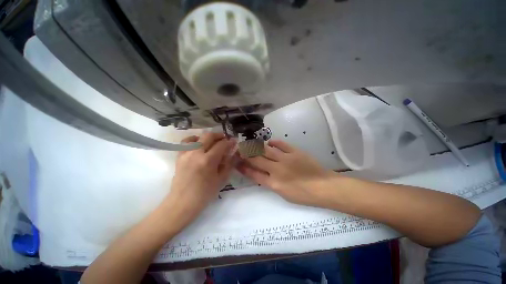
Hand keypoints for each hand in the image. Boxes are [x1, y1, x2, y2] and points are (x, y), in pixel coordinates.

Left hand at [163, 133, 235, 227]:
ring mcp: (186, 153)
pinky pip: (186, 142)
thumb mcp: (221, 179)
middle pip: (209, 136)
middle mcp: (196, 153)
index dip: (229, 142)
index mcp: (208, 160)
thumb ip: (228, 164)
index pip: (221, 145)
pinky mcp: (179, 156)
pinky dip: (194, 140)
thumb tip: (232, 153)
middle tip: (225, 138)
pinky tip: (198, 143)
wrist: (182, 202)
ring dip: (208, 137)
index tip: (234, 141)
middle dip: (219, 135)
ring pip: (198, 137)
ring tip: (213, 141)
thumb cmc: (205, 193)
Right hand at [237, 140, 334, 206]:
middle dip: (246, 155)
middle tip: (240, 150)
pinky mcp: (295, 152)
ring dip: (257, 147)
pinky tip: (270, 142)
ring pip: (266, 150)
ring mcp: (286, 159)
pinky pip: (282, 144)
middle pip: (257, 160)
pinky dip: (274, 143)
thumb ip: (270, 183)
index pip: (253, 174)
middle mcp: (277, 169)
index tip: (236, 163)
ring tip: (250, 144)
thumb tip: (260, 174)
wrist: (323, 187)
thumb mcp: (282, 193)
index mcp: (273, 183)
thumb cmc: (303, 195)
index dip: (243, 168)